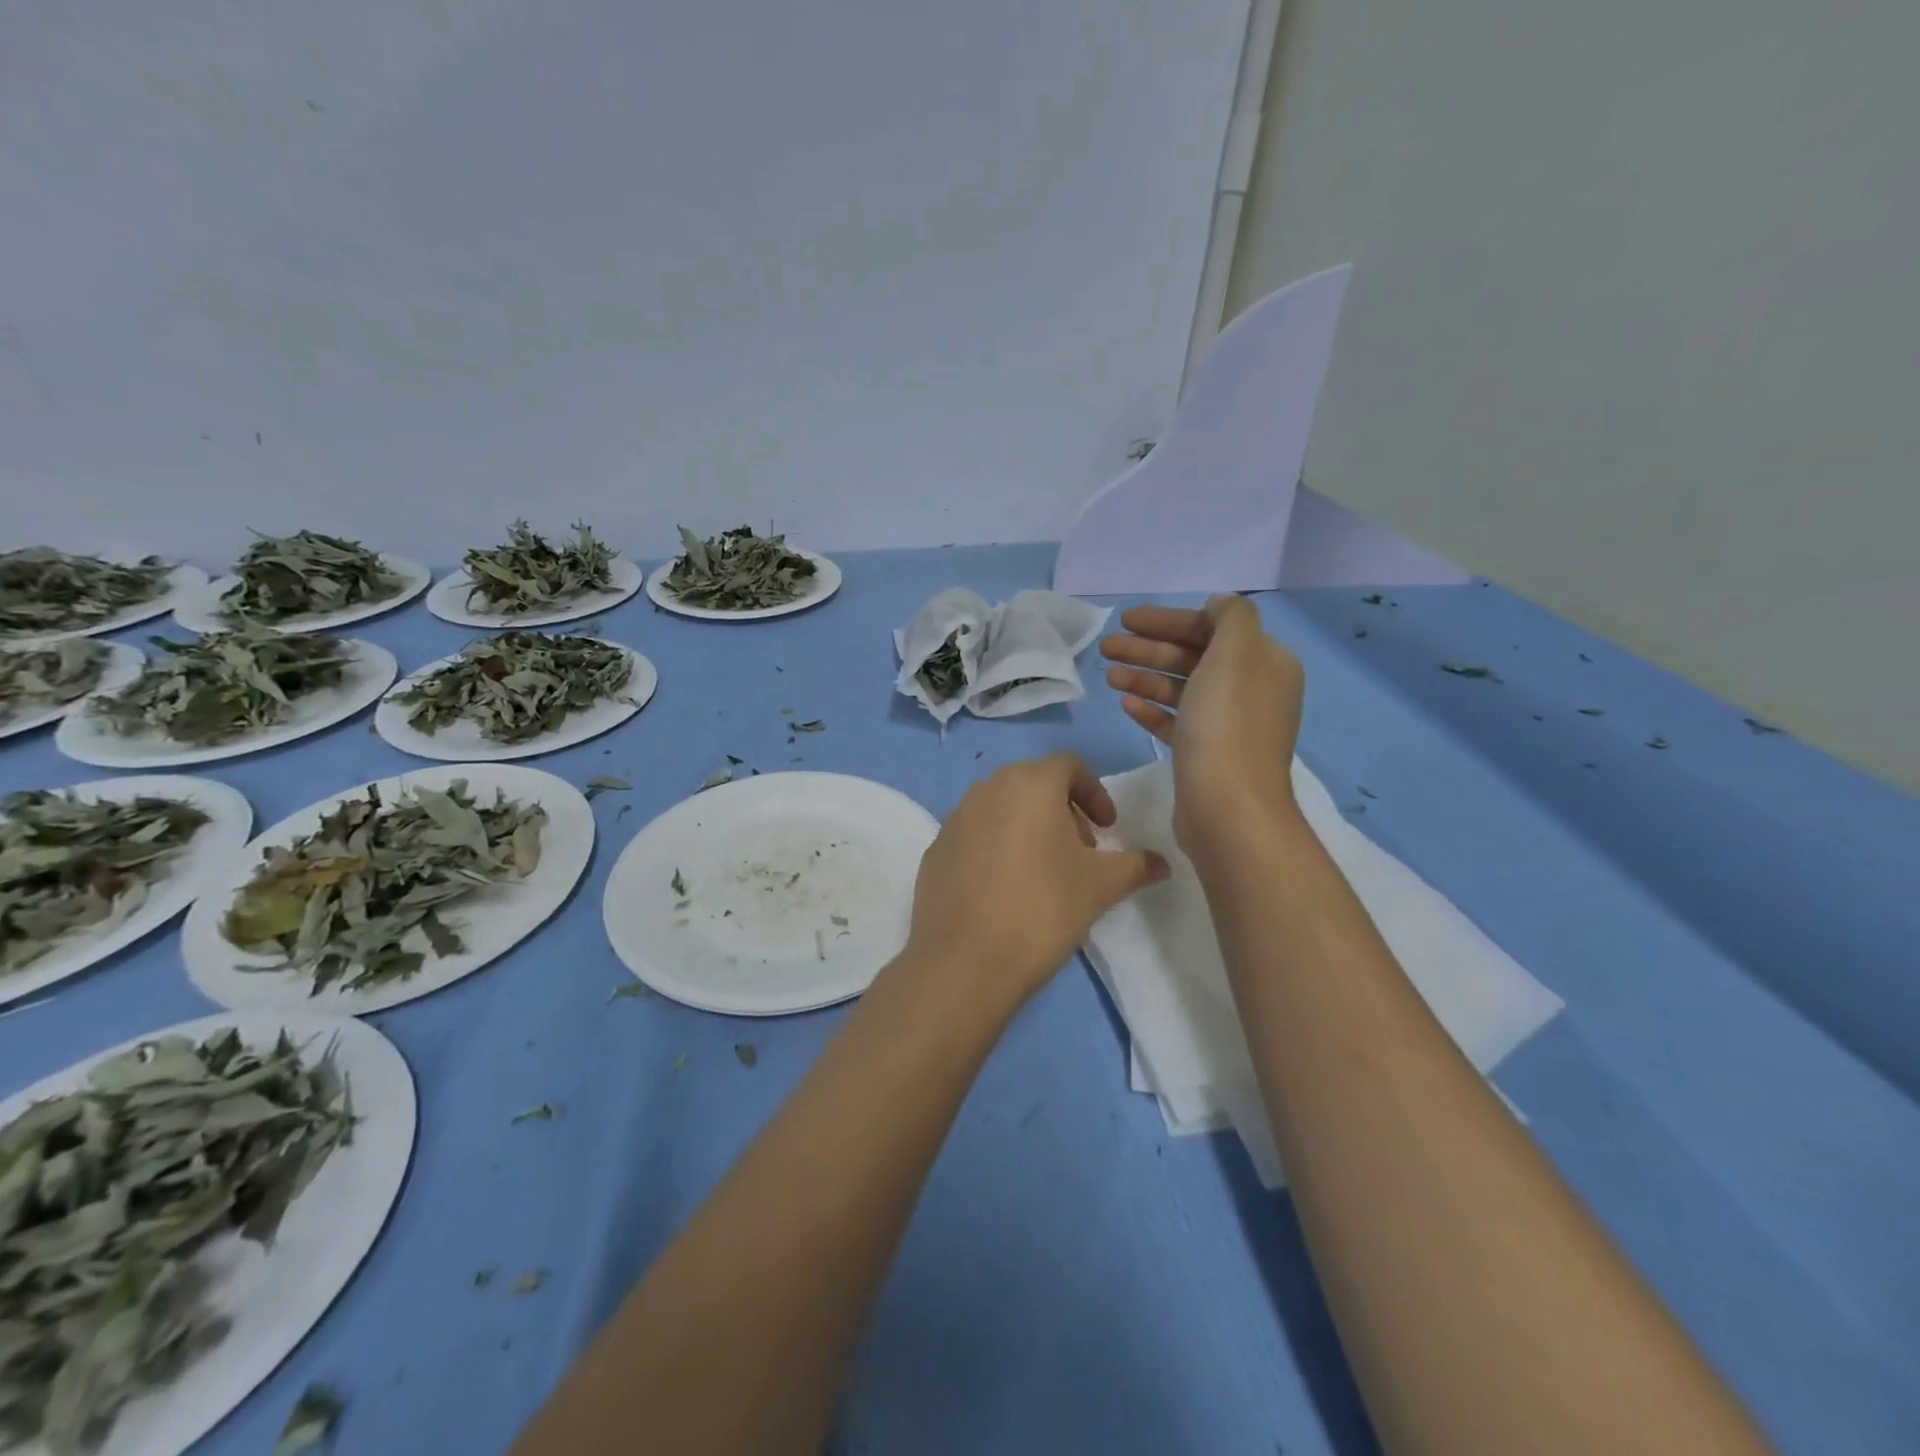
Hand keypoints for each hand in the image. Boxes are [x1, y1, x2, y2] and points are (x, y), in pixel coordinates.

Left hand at [904, 754, 1166, 1013]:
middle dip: (1063, 810)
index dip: (1095, 792)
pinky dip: (996, 847)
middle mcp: (987, 788)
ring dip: (1028, 826)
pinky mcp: (935, 849)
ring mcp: (955, 818)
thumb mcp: (1101, 886)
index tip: (1108, 828)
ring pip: (1002, 807)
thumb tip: (1162, 863)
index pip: (1070, 766)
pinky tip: (1005, 889)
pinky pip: (975, 835)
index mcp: (1030, 783)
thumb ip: (1136, 865)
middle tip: (1080, 851)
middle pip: (1034, 784)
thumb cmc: (1043, 909)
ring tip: (1043, 871)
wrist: (965, 960)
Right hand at [1101, 595, 1305, 853]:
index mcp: (1264, 662)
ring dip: (1144, 677)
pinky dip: (1152, 709)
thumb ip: (1230, 617)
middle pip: (1193, 657)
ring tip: (1109, 676)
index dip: (1168, 620)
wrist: (1228, 807)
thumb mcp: (1235, 653)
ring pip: (1181, 690)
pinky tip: (1126, 704)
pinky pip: (1176, 722)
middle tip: (1107, 648)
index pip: (1212, 627)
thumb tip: (1219, 604)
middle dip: (1149, 649)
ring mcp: (1228, 725)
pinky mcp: (1205, 755)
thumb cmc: (1227, 724)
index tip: (1127, 620)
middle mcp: (1250, 690)